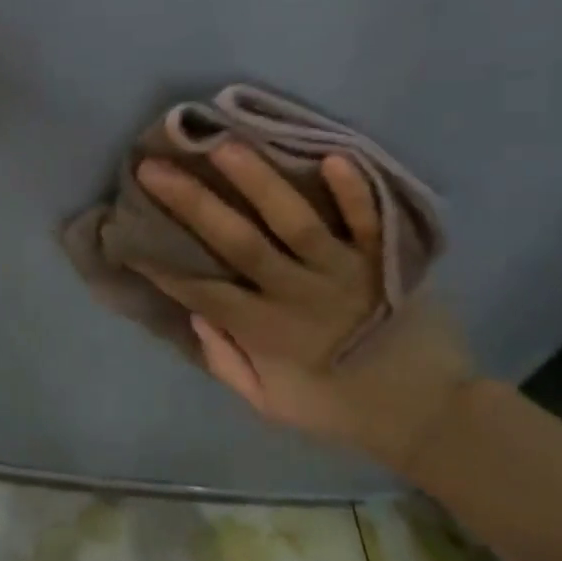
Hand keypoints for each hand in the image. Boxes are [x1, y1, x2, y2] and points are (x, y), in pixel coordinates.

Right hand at [131, 144, 477, 478]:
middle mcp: (298, 295)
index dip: (163, 264)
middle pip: (238, 243)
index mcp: (267, 332)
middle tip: (154, 167)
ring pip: (295, 221)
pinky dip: (353, 190)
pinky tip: (331, 155)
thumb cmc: (343, 409)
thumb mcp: (273, 405)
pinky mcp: (386, 260)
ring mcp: (344, 273)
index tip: (130, 233)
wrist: (431, 415)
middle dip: (191, 203)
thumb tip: (197, 313)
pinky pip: (369, 220)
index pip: (203, 290)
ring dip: (258, 182)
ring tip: (224, 144)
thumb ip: (229, 363)